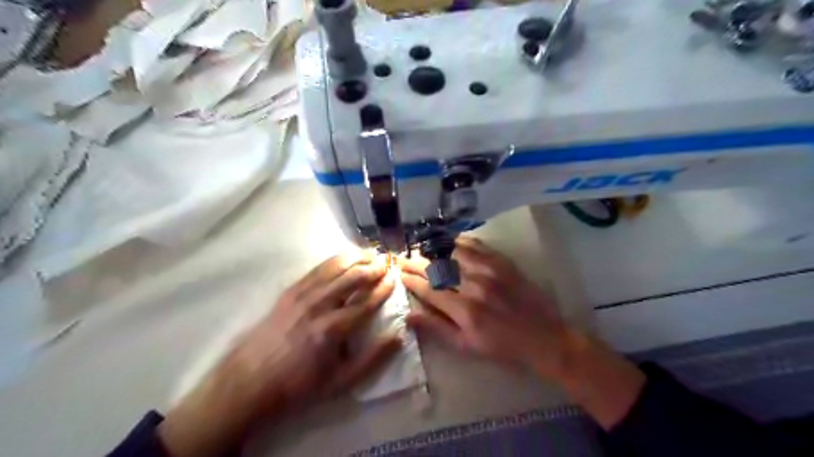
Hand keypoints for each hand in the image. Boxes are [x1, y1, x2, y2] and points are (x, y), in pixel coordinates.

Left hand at [158, 254, 399, 455]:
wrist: (250, 380)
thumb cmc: (299, 384)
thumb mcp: (341, 382)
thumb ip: (373, 359)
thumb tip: (399, 337)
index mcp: (334, 329)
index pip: (367, 301)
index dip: (384, 287)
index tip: (396, 278)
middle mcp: (319, 305)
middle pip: (353, 277)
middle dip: (374, 267)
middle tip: (388, 262)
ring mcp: (303, 294)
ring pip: (336, 266)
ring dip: (357, 257)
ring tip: (372, 254)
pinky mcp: (290, 291)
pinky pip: (318, 268)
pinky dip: (336, 259)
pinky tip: (345, 257)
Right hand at [401, 236, 570, 377]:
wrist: (544, 337)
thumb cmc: (502, 347)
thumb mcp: (467, 346)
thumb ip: (437, 329)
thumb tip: (409, 316)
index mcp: (464, 310)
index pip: (428, 288)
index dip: (410, 279)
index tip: (398, 273)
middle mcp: (474, 285)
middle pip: (437, 268)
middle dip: (415, 262)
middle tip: (402, 257)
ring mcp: (489, 269)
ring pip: (453, 252)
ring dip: (433, 249)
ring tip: (420, 247)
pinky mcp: (502, 261)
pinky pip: (475, 245)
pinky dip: (458, 241)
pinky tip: (447, 241)